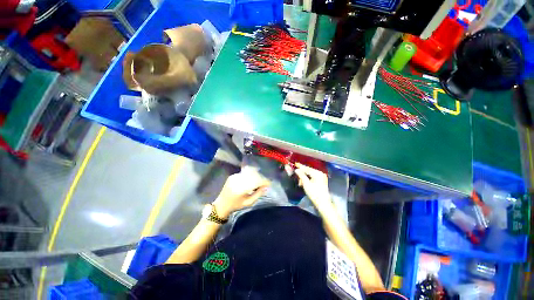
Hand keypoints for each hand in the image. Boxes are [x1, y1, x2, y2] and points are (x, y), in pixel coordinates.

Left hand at [213, 166, 269, 218]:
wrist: (222, 204)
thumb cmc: (236, 205)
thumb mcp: (248, 202)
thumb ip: (258, 194)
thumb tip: (266, 187)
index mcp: (241, 189)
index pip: (256, 181)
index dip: (264, 181)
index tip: (269, 184)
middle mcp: (238, 180)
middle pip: (253, 175)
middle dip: (261, 178)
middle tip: (264, 183)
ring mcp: (234, 176)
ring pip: (249, 173)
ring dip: (256, 176)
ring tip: (258, 181)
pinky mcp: (233, 175)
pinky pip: (244, 173)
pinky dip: (249, 176)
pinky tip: (251, 180)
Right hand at [294, 163, 333, 211]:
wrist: (323, 203)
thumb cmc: (314, 194)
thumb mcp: (306, 184)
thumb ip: (301, 175)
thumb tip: (297, 170)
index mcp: (317, 173)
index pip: (307, 168)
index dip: (300, 166)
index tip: (295, 163)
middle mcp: (320, 173)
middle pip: (309, 170)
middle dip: (302, 173)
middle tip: (296, 176)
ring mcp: (322, 177)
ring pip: (310, 174)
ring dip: (304, 177)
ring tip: (300, 182)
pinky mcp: (321, 180)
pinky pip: (313, 176)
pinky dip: (308, 178)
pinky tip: (304, 182)